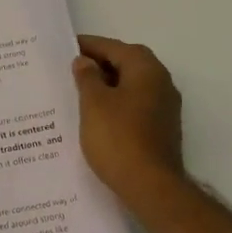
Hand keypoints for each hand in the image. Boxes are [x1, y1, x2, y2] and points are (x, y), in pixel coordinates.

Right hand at [72, 34, 186, 202]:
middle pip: (127, 63)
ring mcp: (165, 106)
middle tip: (72, 67)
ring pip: (133, 85)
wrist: (151, 187)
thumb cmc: (118, 138)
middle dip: (100, 63)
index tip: (66, 46)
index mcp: (146, 68)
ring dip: (109, 84)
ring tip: (80, 91)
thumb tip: (85, 61)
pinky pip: (136, 104)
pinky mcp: (163, 128)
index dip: (89, 45)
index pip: (114, 47)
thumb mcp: (93, 103)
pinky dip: (118, 102)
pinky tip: (98, 115)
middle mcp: (161, 81)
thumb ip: (87, 77)